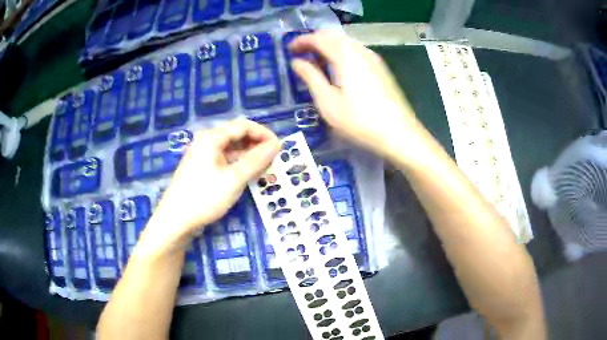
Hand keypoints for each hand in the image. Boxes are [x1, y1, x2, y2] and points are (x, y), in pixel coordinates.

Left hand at [142, 120, 279, 251]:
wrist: (175, 220)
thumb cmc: (205, 197)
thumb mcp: (234, 179)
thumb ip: (256, 160)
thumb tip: (277, 144)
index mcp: (212, 138)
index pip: (243, 126)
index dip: (263, 134)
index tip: (279, 148)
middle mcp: (206, 142)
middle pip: (236, 135)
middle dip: (256, 145)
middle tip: (273, 160)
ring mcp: (202, 156)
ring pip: (231, 149)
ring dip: (248, 156)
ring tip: (264, 168)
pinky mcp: (201, 169)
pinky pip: (224, 160)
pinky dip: (237, 165)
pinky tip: (247, 175)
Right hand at [289, 30, 417, 158]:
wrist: (399, 134)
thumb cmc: (359, 121)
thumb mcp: (328, 102)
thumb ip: (310, 77)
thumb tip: (297, 62)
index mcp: (345, 56)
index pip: (319, 38)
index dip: (301, 41)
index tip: (289, 50)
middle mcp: (360, 51)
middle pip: (333, 36)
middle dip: (314, 41)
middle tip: (301, 54)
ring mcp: (374, 58)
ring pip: (346, 43)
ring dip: (329, 47)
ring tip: (317, 62)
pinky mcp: (381, 68)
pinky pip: (356, 51)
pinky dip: (342, 53)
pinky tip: (339, 69)